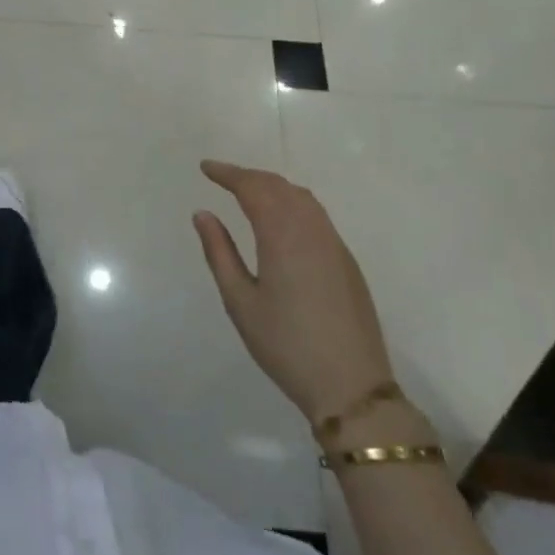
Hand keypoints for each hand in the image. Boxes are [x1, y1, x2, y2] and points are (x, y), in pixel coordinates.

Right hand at [193, 160, 392, 427]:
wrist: (352, 387)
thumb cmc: (286, 345)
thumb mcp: (241, 302)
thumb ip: (220, 252)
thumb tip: (203, 214)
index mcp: (283, 236)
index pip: (253, 188)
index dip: (228, 174)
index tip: (205, 168)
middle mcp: (312, 230)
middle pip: (279, 186)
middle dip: (249, 176)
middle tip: (222, 178)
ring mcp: (334, 244)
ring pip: (302, 198)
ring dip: (273, 186)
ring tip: (248, 192)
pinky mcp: (347, 261)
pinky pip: (316, 214)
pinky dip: (292, 202)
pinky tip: (281, 218)